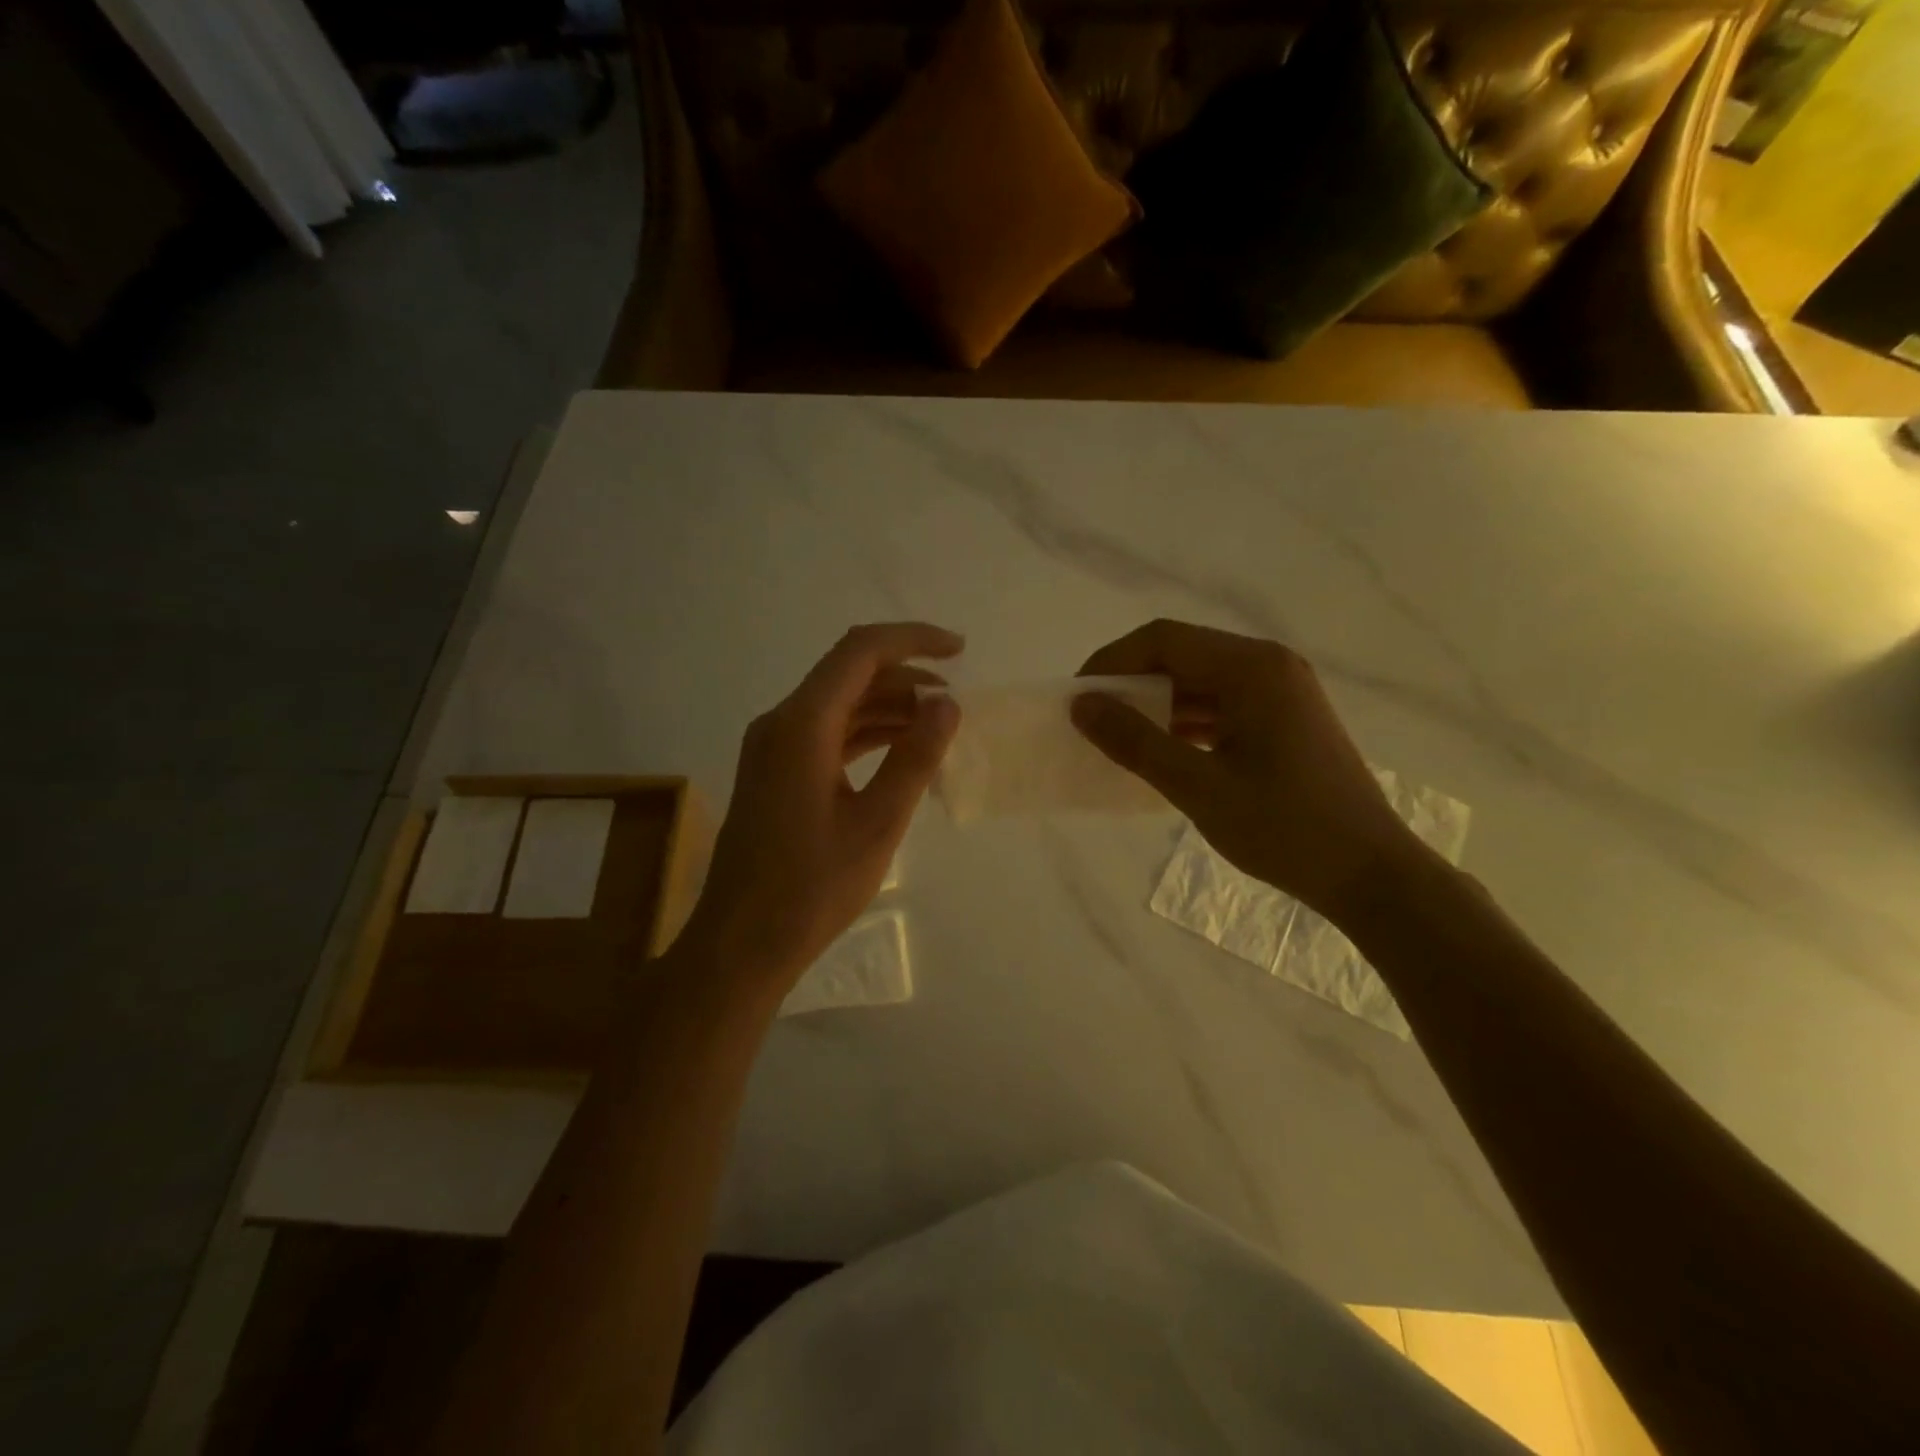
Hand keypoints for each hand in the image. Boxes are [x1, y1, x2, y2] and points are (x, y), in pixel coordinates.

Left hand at [681, 623, 963, 989]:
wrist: (741, 943)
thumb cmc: (812, 888)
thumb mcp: (878, 823)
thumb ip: (915, 757)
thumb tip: (946, 704)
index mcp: (802, 724)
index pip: (861, 652)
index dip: (913, 640)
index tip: (960, 650)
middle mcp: (782, 722)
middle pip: (849, 674)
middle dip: (906, 678)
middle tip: (956, 703)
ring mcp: (774, 747)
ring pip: (840, 705)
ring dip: (889, 708)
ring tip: (939, 728)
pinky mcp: (776, 772)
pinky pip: (828, 734)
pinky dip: (867, 735)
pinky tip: (902, 754)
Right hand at [1072, 619, 1424, 922]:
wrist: (1370, 874)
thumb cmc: (1284, 828)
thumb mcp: (1198, 787)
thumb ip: (1134, 742)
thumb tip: (1081, 706)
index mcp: (1252, 668)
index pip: (1163, 640)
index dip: (1112, 662)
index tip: (1078, 699)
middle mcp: (1269, 666)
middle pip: (1182, 654)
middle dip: (1131, 683)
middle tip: (1094, 720)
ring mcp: (1281, 692)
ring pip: (1200, 681)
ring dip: (1157, 704)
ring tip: (1120, 738)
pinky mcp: (1284, 719)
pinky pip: (1221, 705)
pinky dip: (1185, 722)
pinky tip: (1162, 752)